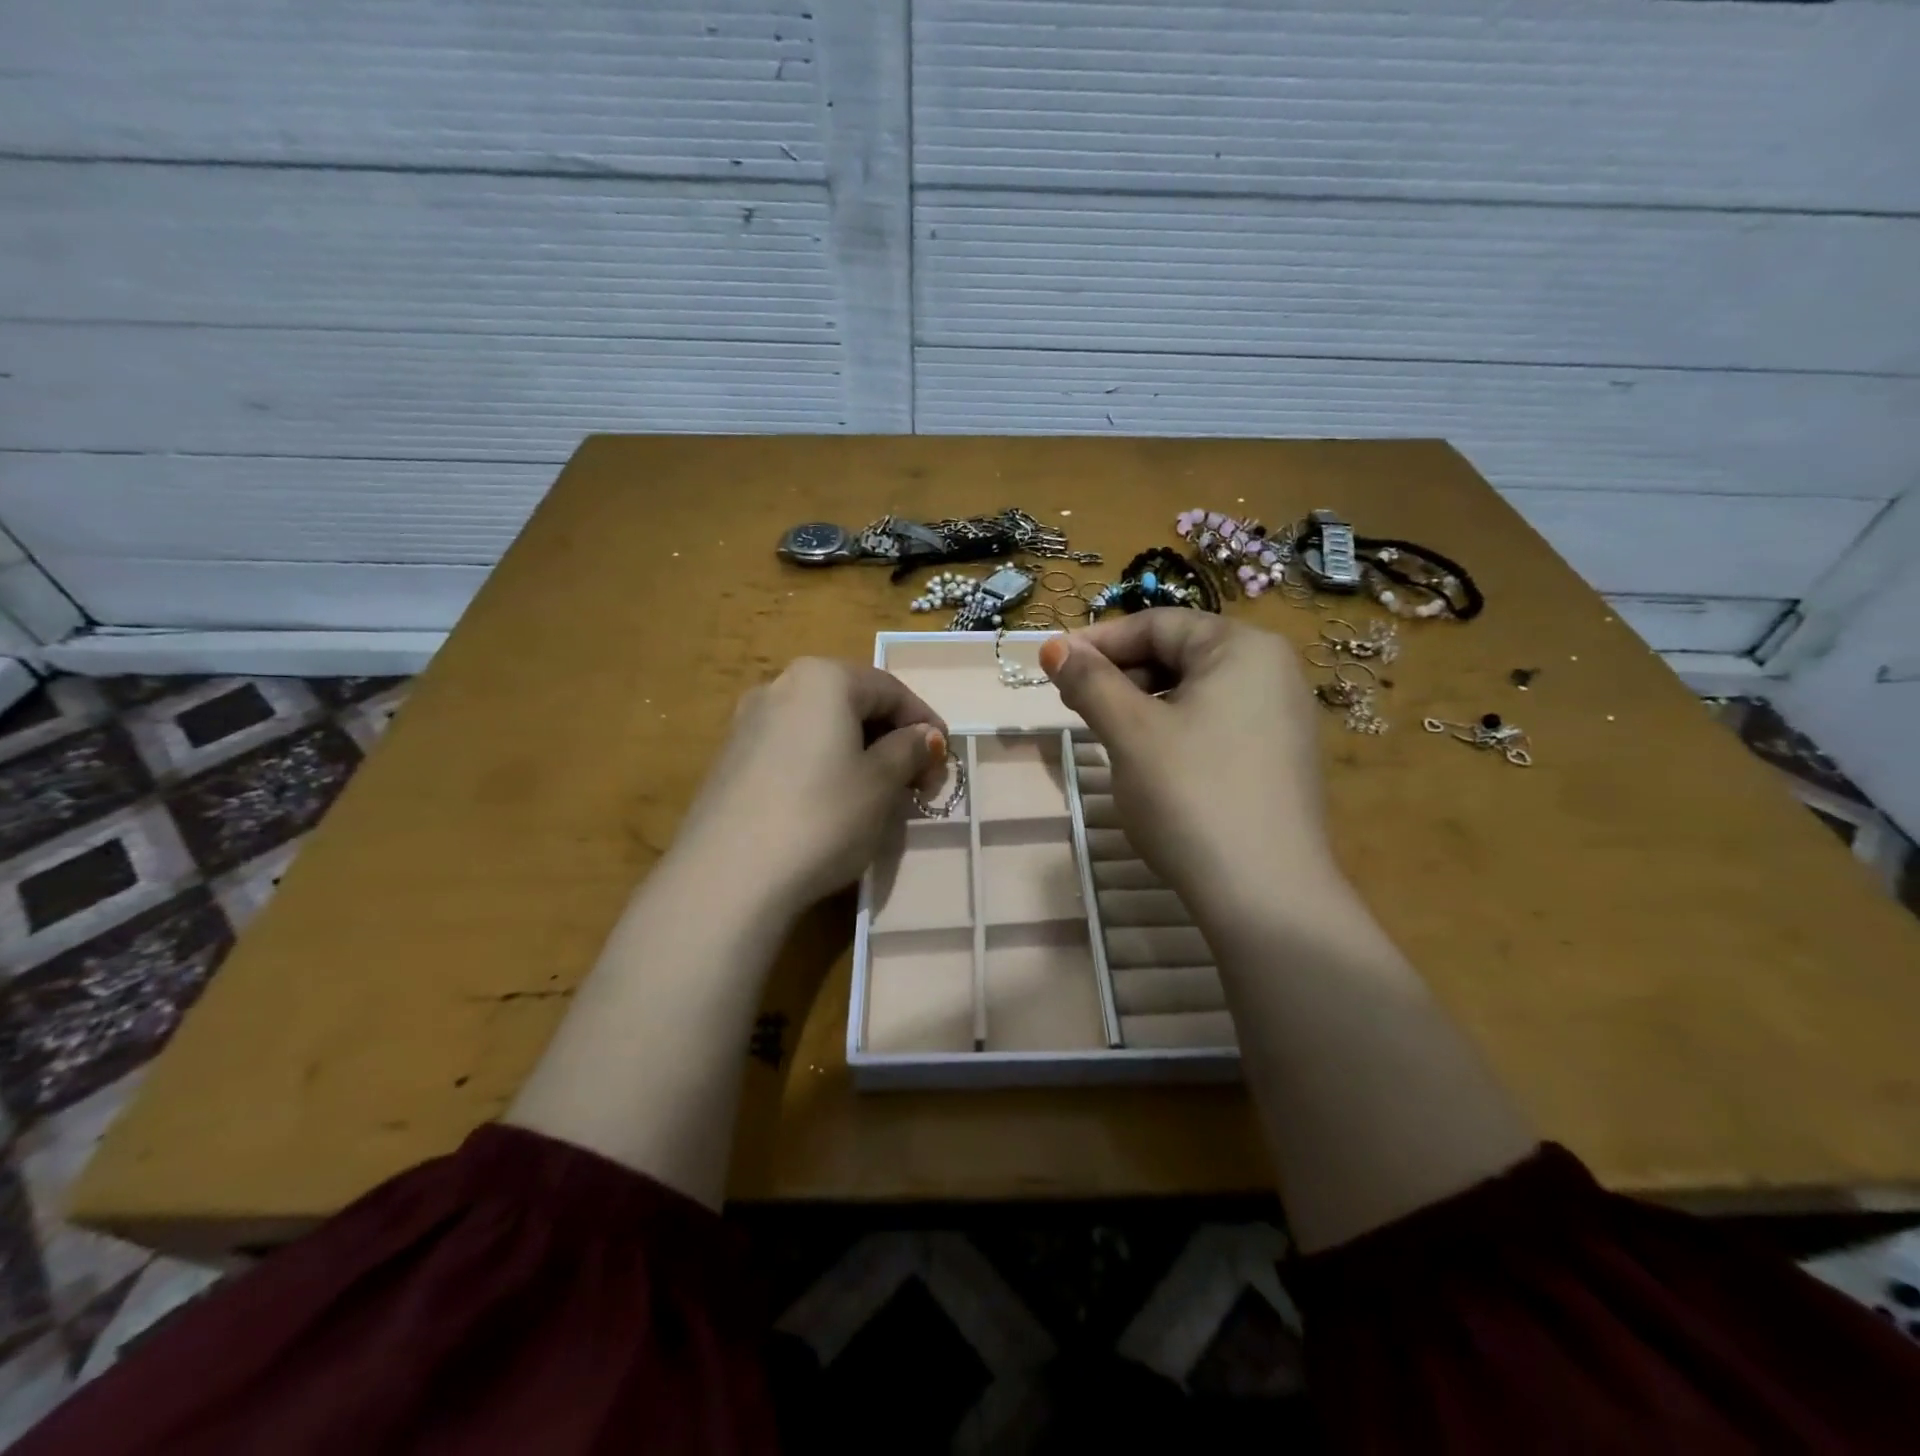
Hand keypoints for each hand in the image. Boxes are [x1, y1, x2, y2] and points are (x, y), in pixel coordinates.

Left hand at [672, 658, 947, 913]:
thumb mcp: (881, 784)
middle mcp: (780, 686)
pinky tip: (831, 802)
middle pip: (853, 703)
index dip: (925, 723)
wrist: (729, 876)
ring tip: (878, 794)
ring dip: (858, 752)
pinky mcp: (730, 758)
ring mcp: (748, 722)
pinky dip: (823, 764)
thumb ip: (908, 750)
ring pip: (822, 727)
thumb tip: (924, 737)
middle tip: (916, 781)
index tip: (944, 762)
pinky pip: (793, 748)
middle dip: (891, 738)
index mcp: (822, 679)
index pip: (890, 689)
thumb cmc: (822, 817)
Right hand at [1040, 611, 1333, 911]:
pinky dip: (1171, 729)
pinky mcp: (1276, 759)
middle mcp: (1271, 671)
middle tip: (1073, 703)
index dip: (1099, 641)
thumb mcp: (1130, 732)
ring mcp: (1280, 717)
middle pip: (1179, 654)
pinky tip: (1147, 761)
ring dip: (1140, 704)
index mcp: (1242, 648)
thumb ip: (1090, 682)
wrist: (1265, 894)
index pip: (1158, 624)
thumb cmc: (1191, 795)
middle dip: (1120, 673)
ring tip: (1103, 732)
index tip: (1052, 664)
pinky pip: (1213, 723)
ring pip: (1193, 692)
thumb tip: (1053, 646)